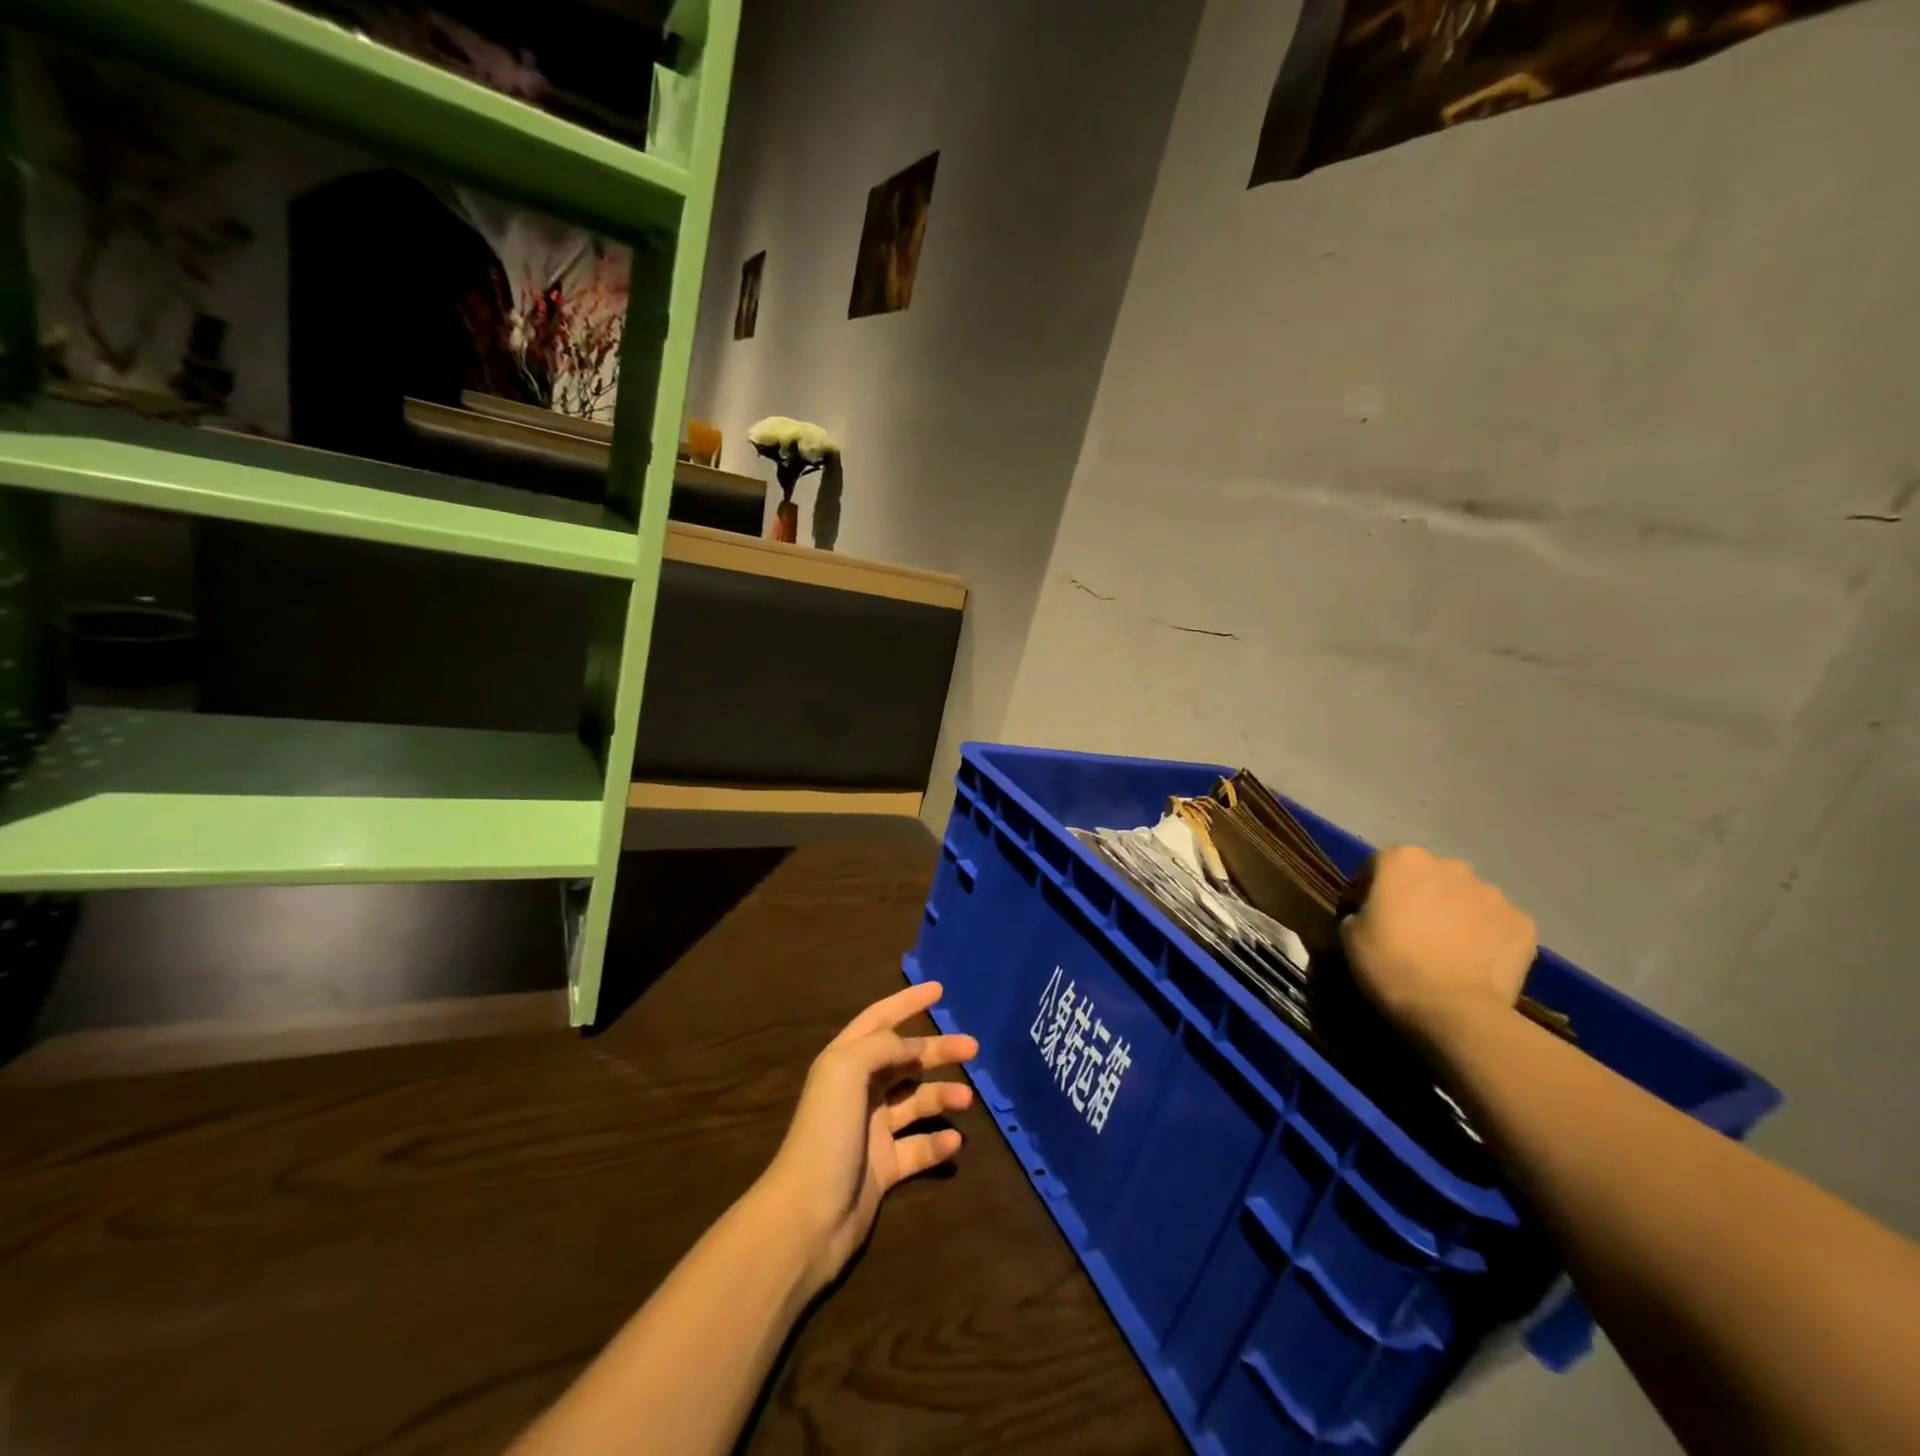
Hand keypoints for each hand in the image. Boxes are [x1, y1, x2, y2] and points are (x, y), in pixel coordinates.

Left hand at [757, 982, 977, 1292]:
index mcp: (844, 1062)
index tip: (939, 989)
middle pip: (905, 1060)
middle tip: (973, 1047)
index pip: (879, 1020)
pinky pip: (918, 1148)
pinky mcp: (884, 1167)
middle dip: (937, 1050)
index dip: (907, 1002)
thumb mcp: (846, 1070)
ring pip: (915, 1102)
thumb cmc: (826, 1131)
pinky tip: (954, 1143)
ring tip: (966, 1099)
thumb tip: (912, 1046)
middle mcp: (858, 1090)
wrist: (808, 1215)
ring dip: (942, 1096)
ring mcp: (872, 1130)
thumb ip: (882, 1046)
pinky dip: (937, 1143)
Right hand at [1340, 845, 1535, 1040]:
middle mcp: (1450, 865)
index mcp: (1403, 860)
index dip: (1367, 890)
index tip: (1364, 916)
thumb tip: (1372, 914)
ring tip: (1445, 948)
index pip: (1377, 865)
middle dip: (1416, 896)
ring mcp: (1493, 893)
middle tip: (1407, 931)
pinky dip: (1485, 935)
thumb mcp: (1349, 934)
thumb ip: (1361, 910)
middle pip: (1426, 876)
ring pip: (1464, 897)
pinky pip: (1496, 923)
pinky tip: (1474, 961)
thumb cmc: (1390, 964)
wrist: (1453, 1011)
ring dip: (1453, 913)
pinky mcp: (1523, 923)